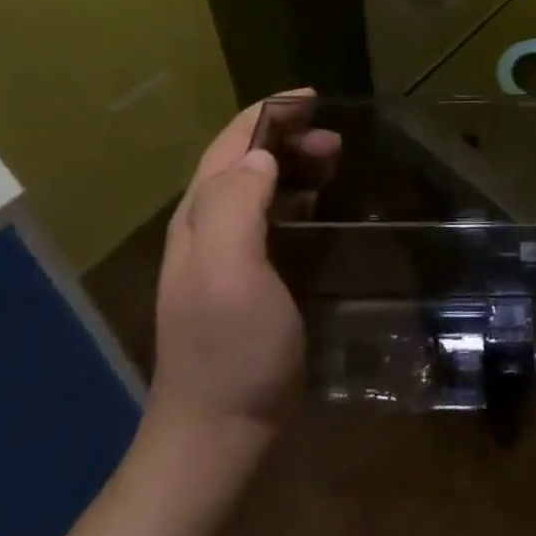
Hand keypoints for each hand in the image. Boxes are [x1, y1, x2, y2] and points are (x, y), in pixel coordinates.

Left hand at [147, 91, 338, 453]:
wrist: (217, 437)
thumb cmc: (229, 347)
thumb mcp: (228, 270)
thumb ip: (236, 204)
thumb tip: (261, 156)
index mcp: (199, 216)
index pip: (231, 142)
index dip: (270, 111)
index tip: (314, 98)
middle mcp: (205, 228)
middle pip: (244, 158)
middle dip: (288, 136)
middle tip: (335, 142)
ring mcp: (224, 256)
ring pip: (258, 185)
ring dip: (294, 163)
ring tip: (334, 164)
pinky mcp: (246, 279)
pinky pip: (271, 216)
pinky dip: (296, 196)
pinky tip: (319, 207)